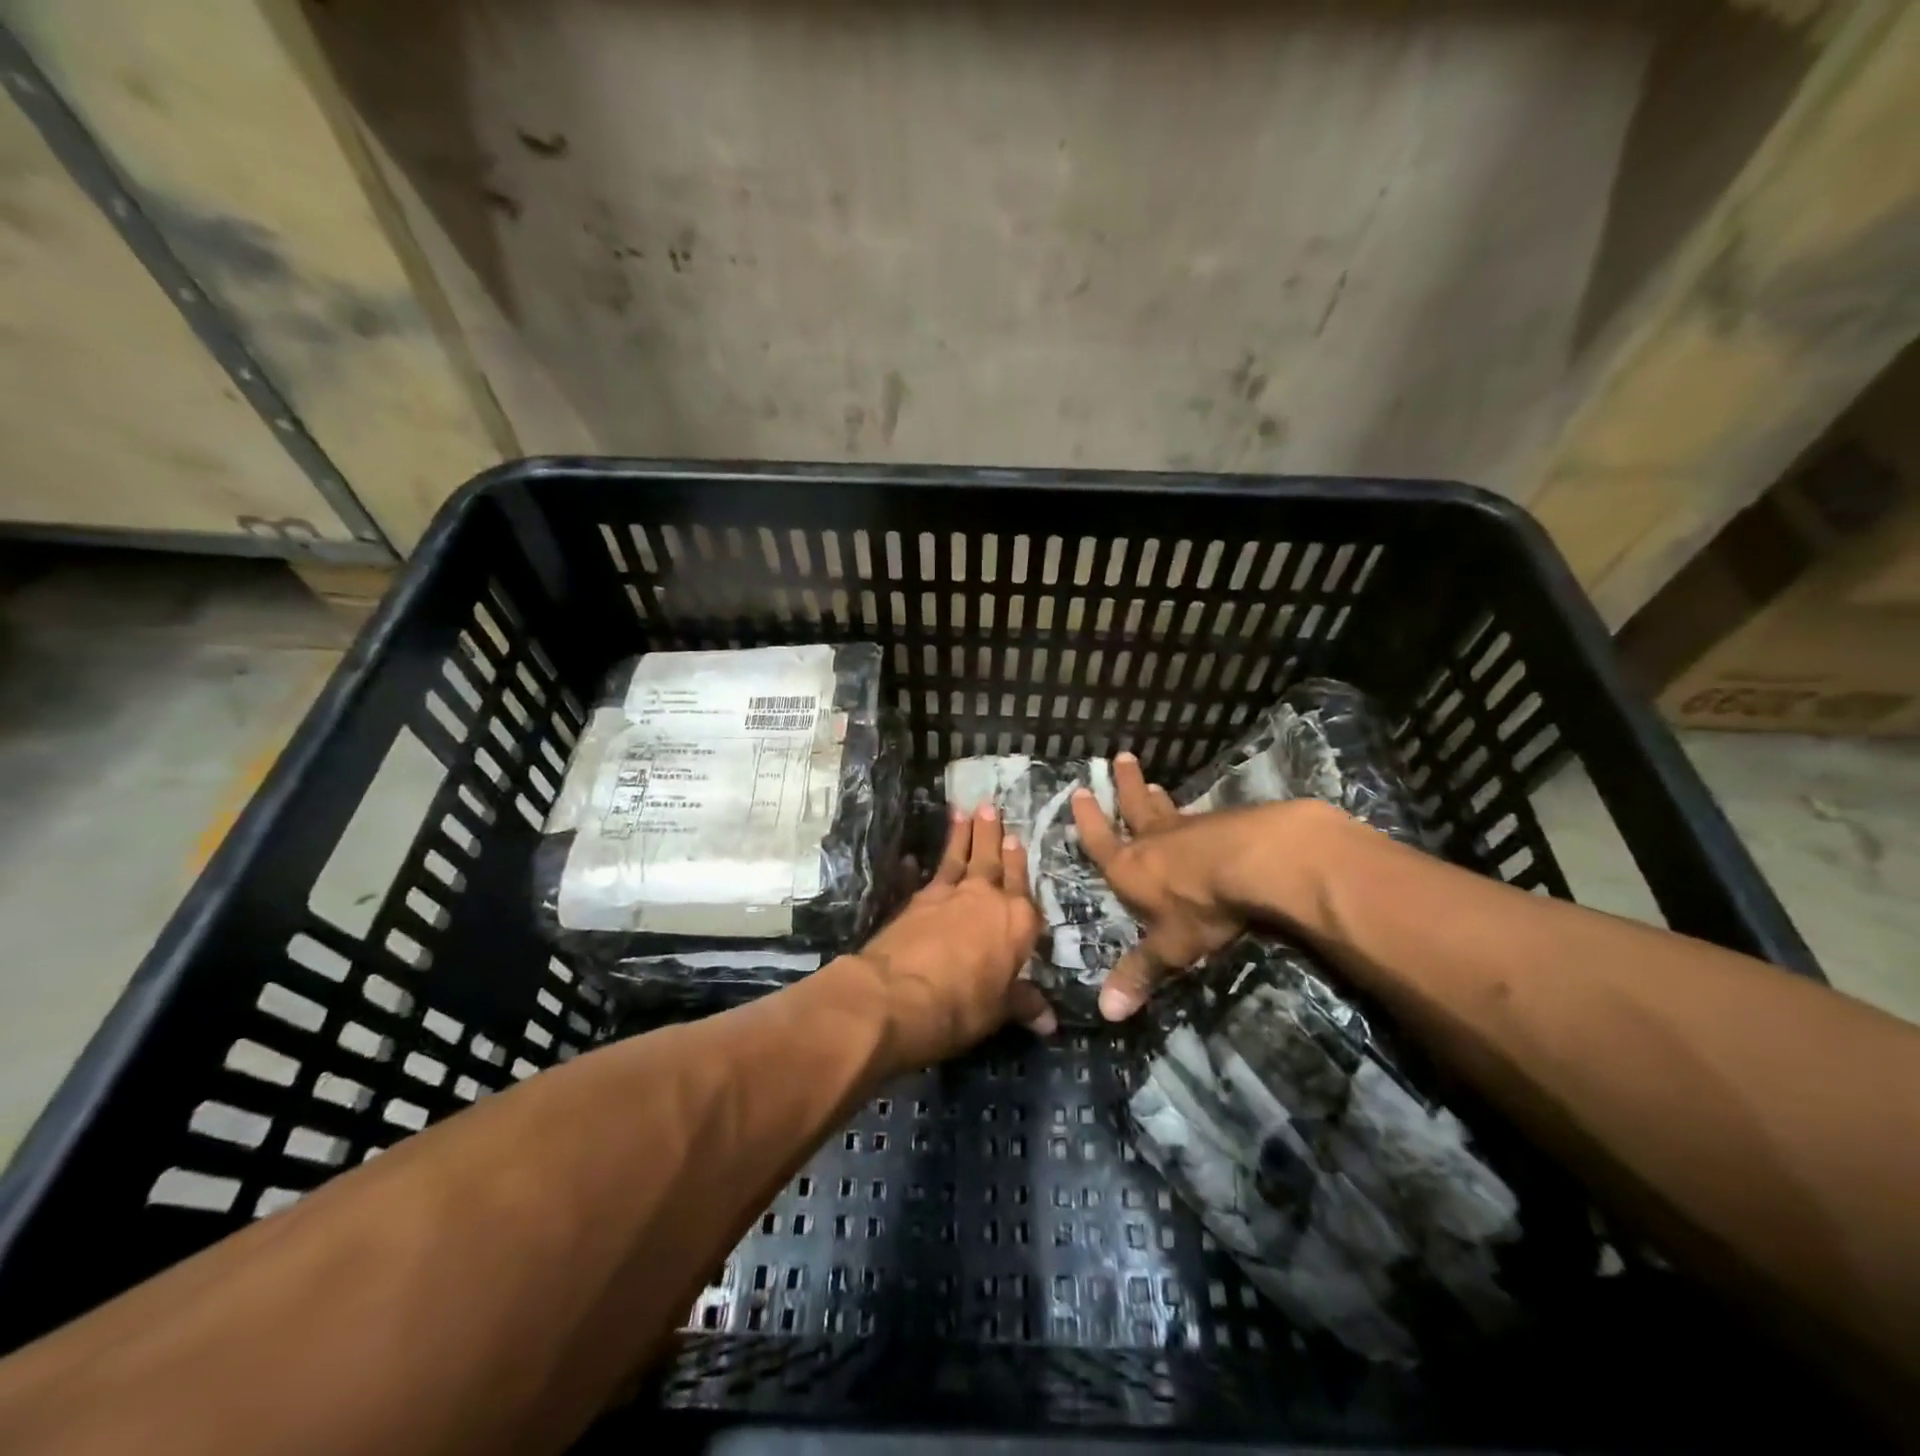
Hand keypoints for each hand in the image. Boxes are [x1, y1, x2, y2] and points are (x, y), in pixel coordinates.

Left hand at [853, 805, 1048, 1067]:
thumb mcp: (999, 1010)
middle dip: (992, 834)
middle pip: (992, 860)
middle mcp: (986, 898)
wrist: (897, 994)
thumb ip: (1023, 1003)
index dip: (1019, 864)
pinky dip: (918, 865)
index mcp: (1017, 921)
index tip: (1018, 840)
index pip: (1023, 887)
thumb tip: (1050, 1021)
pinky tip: (913, 857)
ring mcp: (948, 895)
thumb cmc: (961, 1005)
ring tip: (963, 811)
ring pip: (959, 858)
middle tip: (990, 806)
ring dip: (961, 835)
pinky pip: (923, 876)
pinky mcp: (915, 900)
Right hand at [1070, 753, 1304, 1019]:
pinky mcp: (1225, 825)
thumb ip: (1141, 973)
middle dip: (1125, 785)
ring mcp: (1190, 829)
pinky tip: (1205, 815)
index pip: (1101, 840)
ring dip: (1157, 797)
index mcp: (1130, 868)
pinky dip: (1195, 814)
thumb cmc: (1202, 907)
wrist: (1258, 864)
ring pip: (1167, 809)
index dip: (1089, 820)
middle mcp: (1154, 842)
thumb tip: (1106, 1013)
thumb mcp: (1170, 947)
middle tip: (1121, 758)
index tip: (1081, 792)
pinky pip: (1201, 817)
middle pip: (1134, 807)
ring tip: (1153, 782)